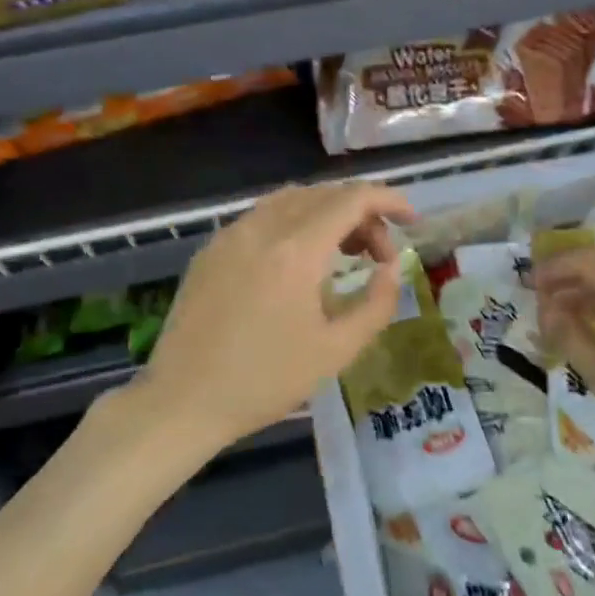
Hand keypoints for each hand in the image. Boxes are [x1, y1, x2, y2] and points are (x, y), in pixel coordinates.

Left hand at [122, 182, 413, 457]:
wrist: (183, 400)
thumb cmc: (264, 381)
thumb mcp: (335, 351)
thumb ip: (375, 304)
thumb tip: (391, 269)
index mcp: (295, 250)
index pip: (351, 200)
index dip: (388, 200)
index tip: (411, 219)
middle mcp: (261, 228)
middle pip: (322, 195)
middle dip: (361, 213)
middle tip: (379, 254)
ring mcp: (230, 235)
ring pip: (289, 200)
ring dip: (326, 213)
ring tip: (344, 251)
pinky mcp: (210, 250)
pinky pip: (261, 217)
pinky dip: (293, 222)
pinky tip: (298, 260)